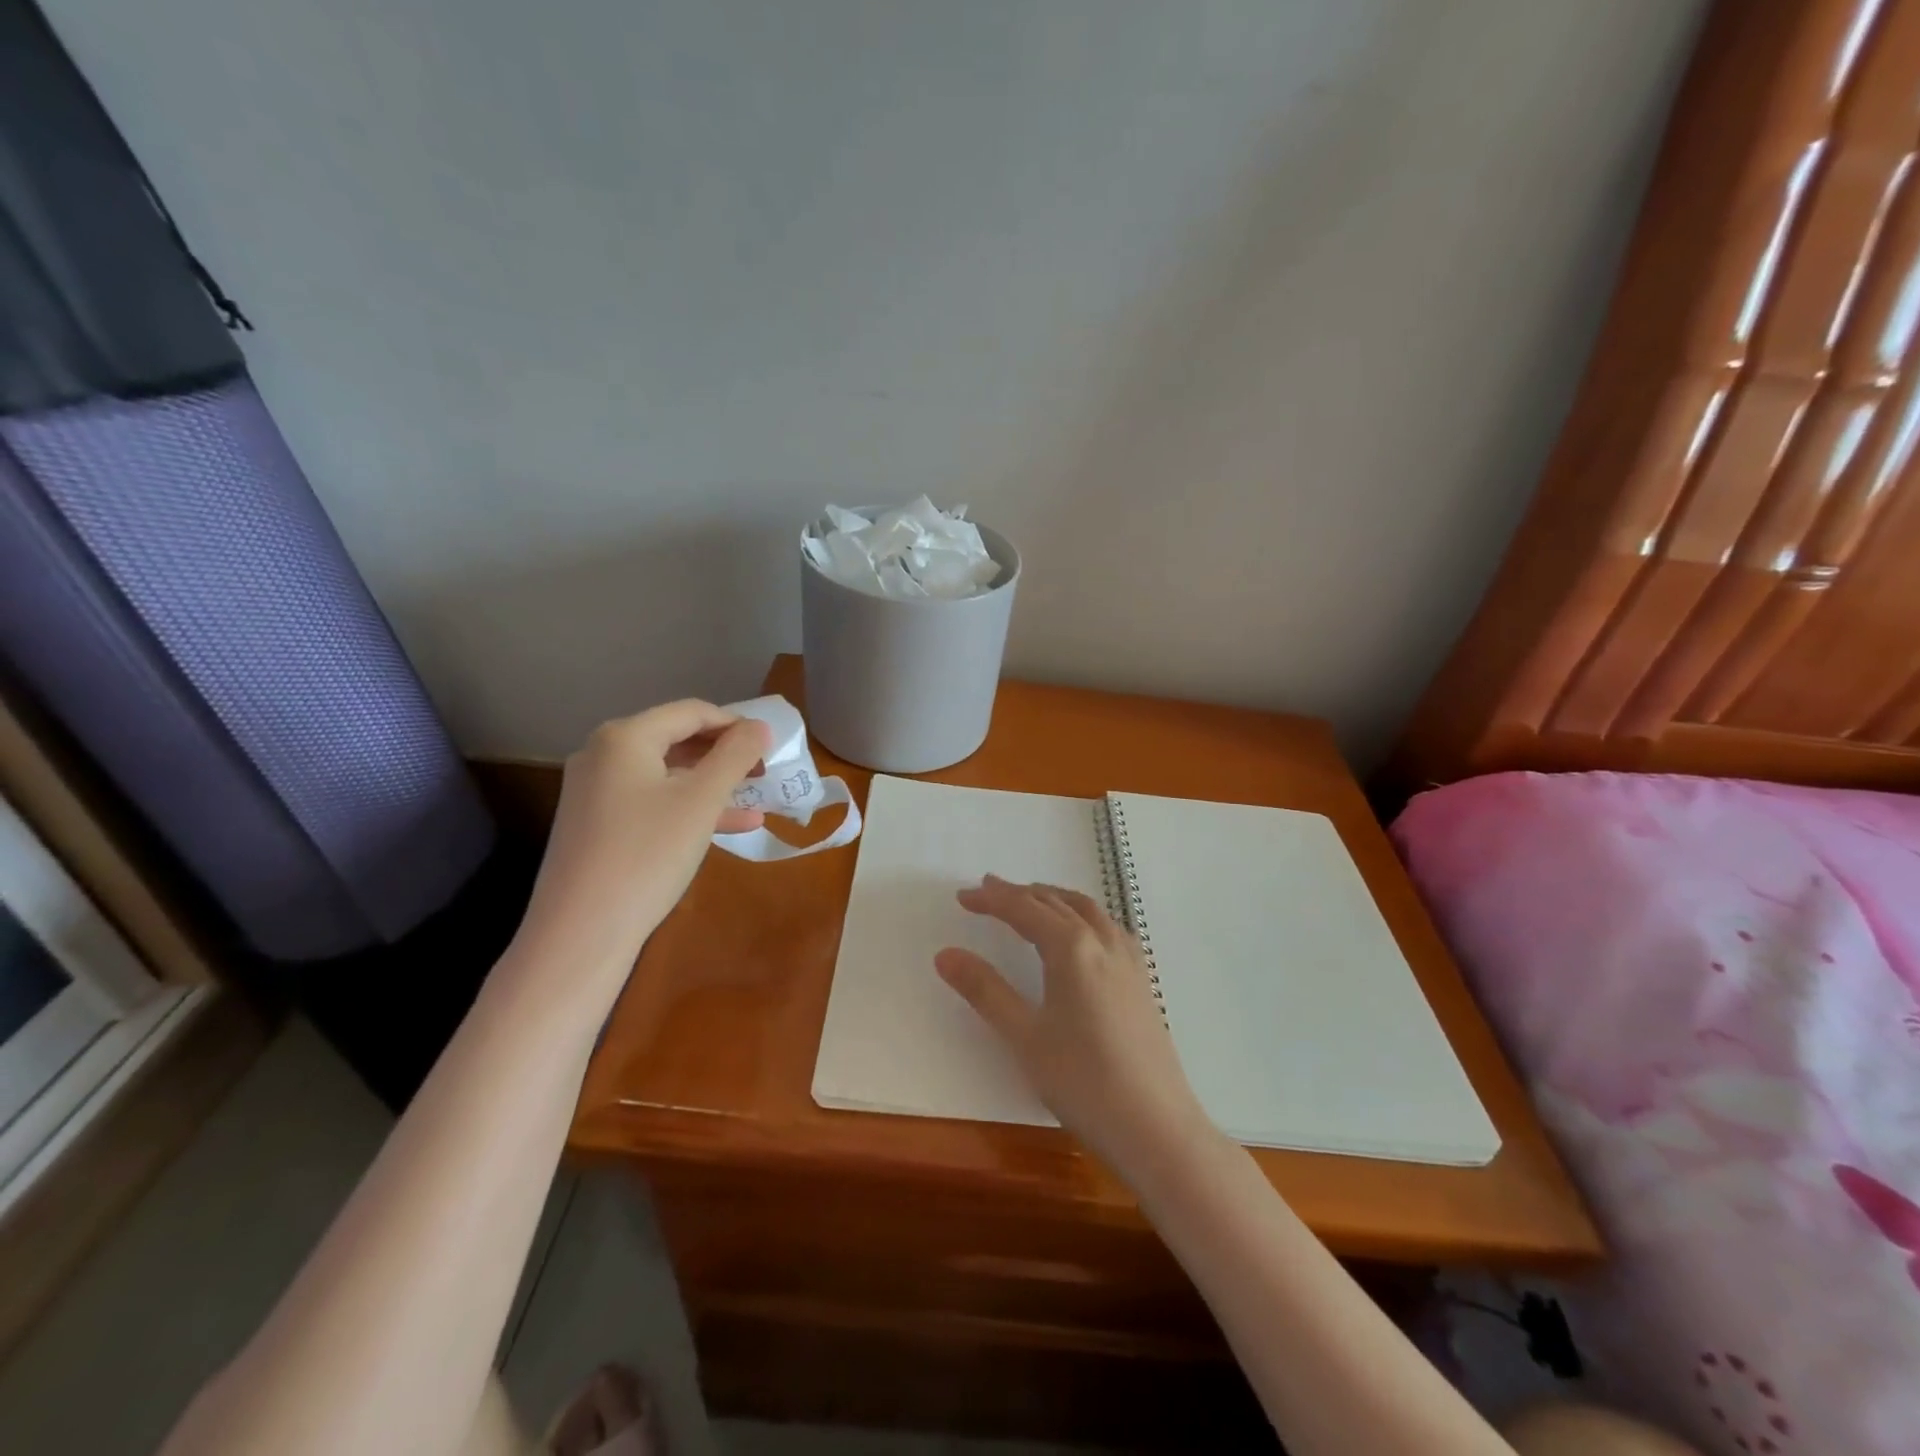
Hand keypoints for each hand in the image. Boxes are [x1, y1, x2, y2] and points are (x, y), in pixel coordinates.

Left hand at [513, 701, 770, 985]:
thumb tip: (759, 726)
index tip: (770, 745)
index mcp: (624, 738)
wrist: (581, 933)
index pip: (691, 712)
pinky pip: (652, 802)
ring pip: (667, 775)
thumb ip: (735, 756)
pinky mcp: (598, 826)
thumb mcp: (702, 801)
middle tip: (764, 771)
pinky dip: (689, 809)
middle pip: (677, 740)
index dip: (735, 724)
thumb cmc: (648, 854)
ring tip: (757, 798)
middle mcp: (603, 755)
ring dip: (713, 784)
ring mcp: (596, 792)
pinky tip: (731, 826)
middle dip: (724, 754)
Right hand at [936, 875, 1210, 1174]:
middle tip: (988, 891)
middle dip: (1020, 894)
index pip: (1024, 909)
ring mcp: (1128, 960)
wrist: (1156, 1127)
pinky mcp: (1142, 981)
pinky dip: (1082, 915)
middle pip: (1056, 903)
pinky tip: (1081, 934)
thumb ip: (985, 990)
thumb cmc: (1083, 1081)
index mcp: (1072, 948)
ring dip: (1054, 899)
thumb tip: (945, 954)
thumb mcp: (1024, 1036)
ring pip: (1087, 910)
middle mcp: (1103, 942)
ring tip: (1031, 900)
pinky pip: (1107, 927)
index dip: (992, 900)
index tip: (963, 896)